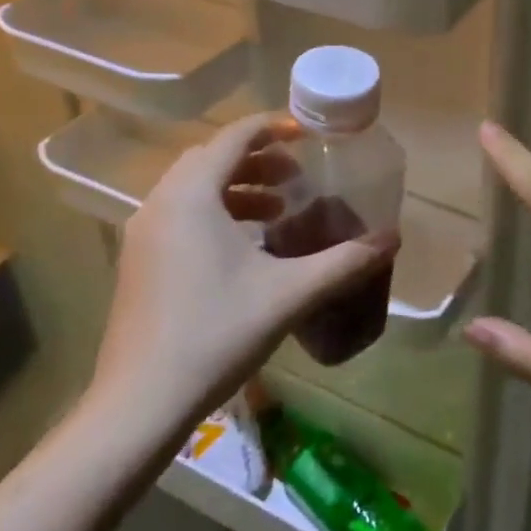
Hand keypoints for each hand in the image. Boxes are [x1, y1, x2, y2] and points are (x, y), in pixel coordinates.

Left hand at [84, 114, 394, 436]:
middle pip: (211, 158)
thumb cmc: (216, 333)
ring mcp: (143, 235)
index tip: (308, 134)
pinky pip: (180, 215)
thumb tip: (391, 240)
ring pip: (193, 188)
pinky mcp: (139, 263)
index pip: (234, 137)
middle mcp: (160, 204)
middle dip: (257, 160)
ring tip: (278, 211)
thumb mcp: (290, 294)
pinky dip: (215, 213)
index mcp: (192, 195)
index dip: (273, 126)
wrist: (140, 404)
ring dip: (237, 188)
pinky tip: (245, 249)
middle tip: (296, 177)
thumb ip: (344, 262)